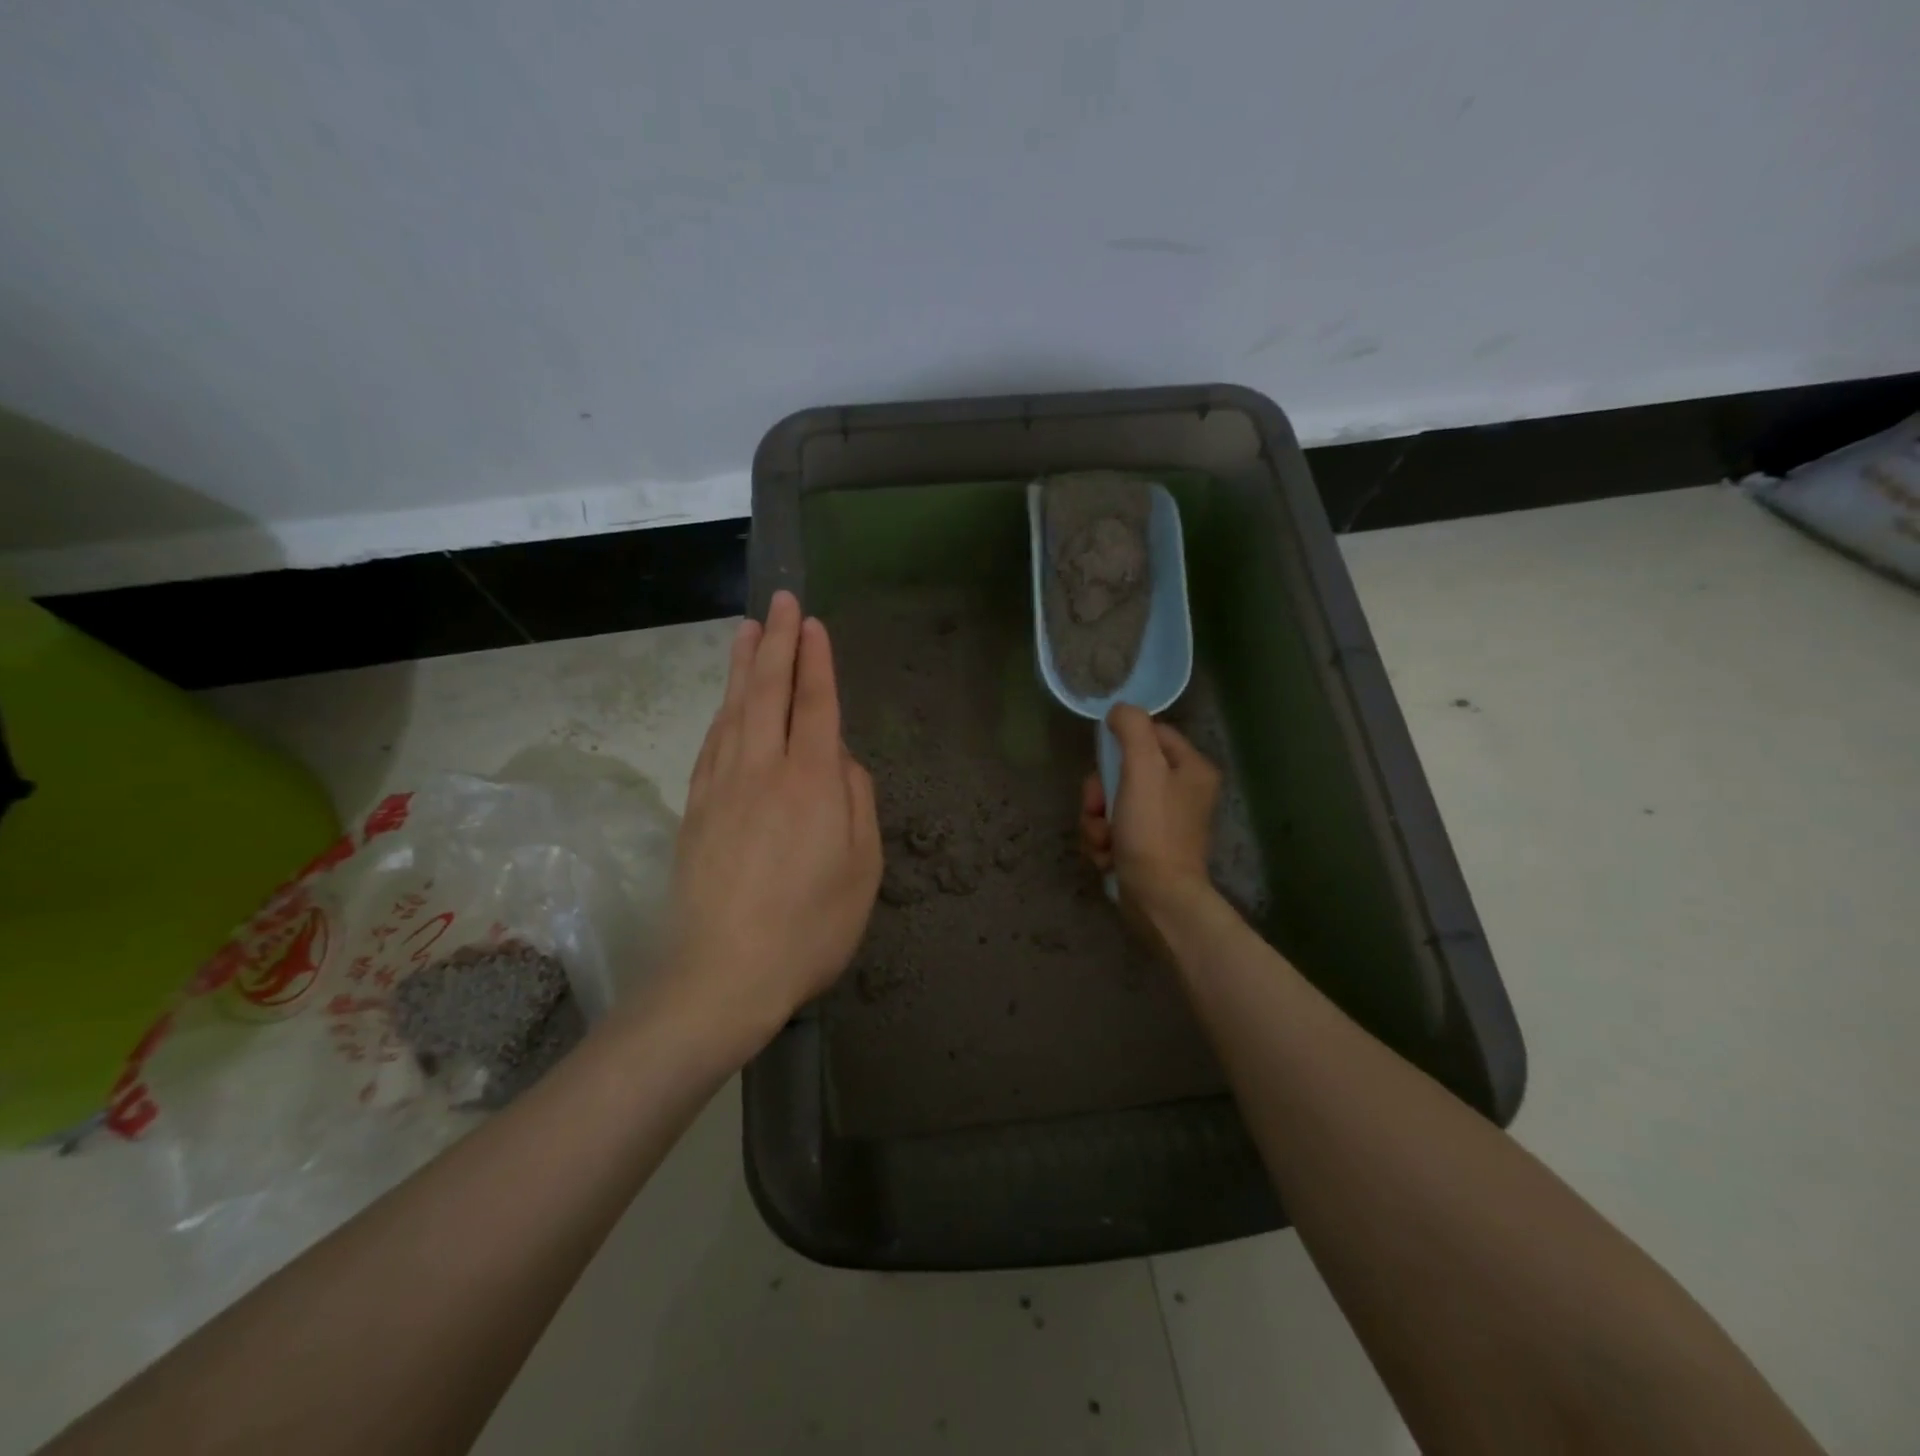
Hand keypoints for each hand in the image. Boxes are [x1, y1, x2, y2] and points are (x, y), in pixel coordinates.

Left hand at [661, 591, 881, 1056]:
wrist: (721, 975)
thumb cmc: (809, 928)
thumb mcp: (862, 870)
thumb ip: (858, 803)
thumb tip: (840, 762)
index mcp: (812, 783)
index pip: (815, 704)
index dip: (816, 661)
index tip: (813, 623)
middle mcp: (763, 770)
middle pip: (768, 692)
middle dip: (777, 642)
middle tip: (781, 601)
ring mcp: (721, 787)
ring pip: (733, 710)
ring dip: (741, 666)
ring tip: (747, 630)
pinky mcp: (695, 809)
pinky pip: (711, 743)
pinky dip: (721, 712)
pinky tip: (725, 702)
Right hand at [1080, 705, 1221, 926]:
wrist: (1158, 898)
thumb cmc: (1153, 830)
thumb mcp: (1142, 768)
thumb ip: (1132, 729)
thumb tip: (1119, 710)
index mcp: (1191, 768)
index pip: (1151, 734)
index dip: (1121, 745)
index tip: (1107, 764)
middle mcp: (1181, 792)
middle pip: (1124, 771)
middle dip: (1100, 793)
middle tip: (1099, 810)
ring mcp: (1163, 823)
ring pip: (1111, 804)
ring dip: (1096, 822)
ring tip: (1104, 841)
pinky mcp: (1146, 849)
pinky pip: (1112, 831)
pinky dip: (1103, 843)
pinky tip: (1108, 857)